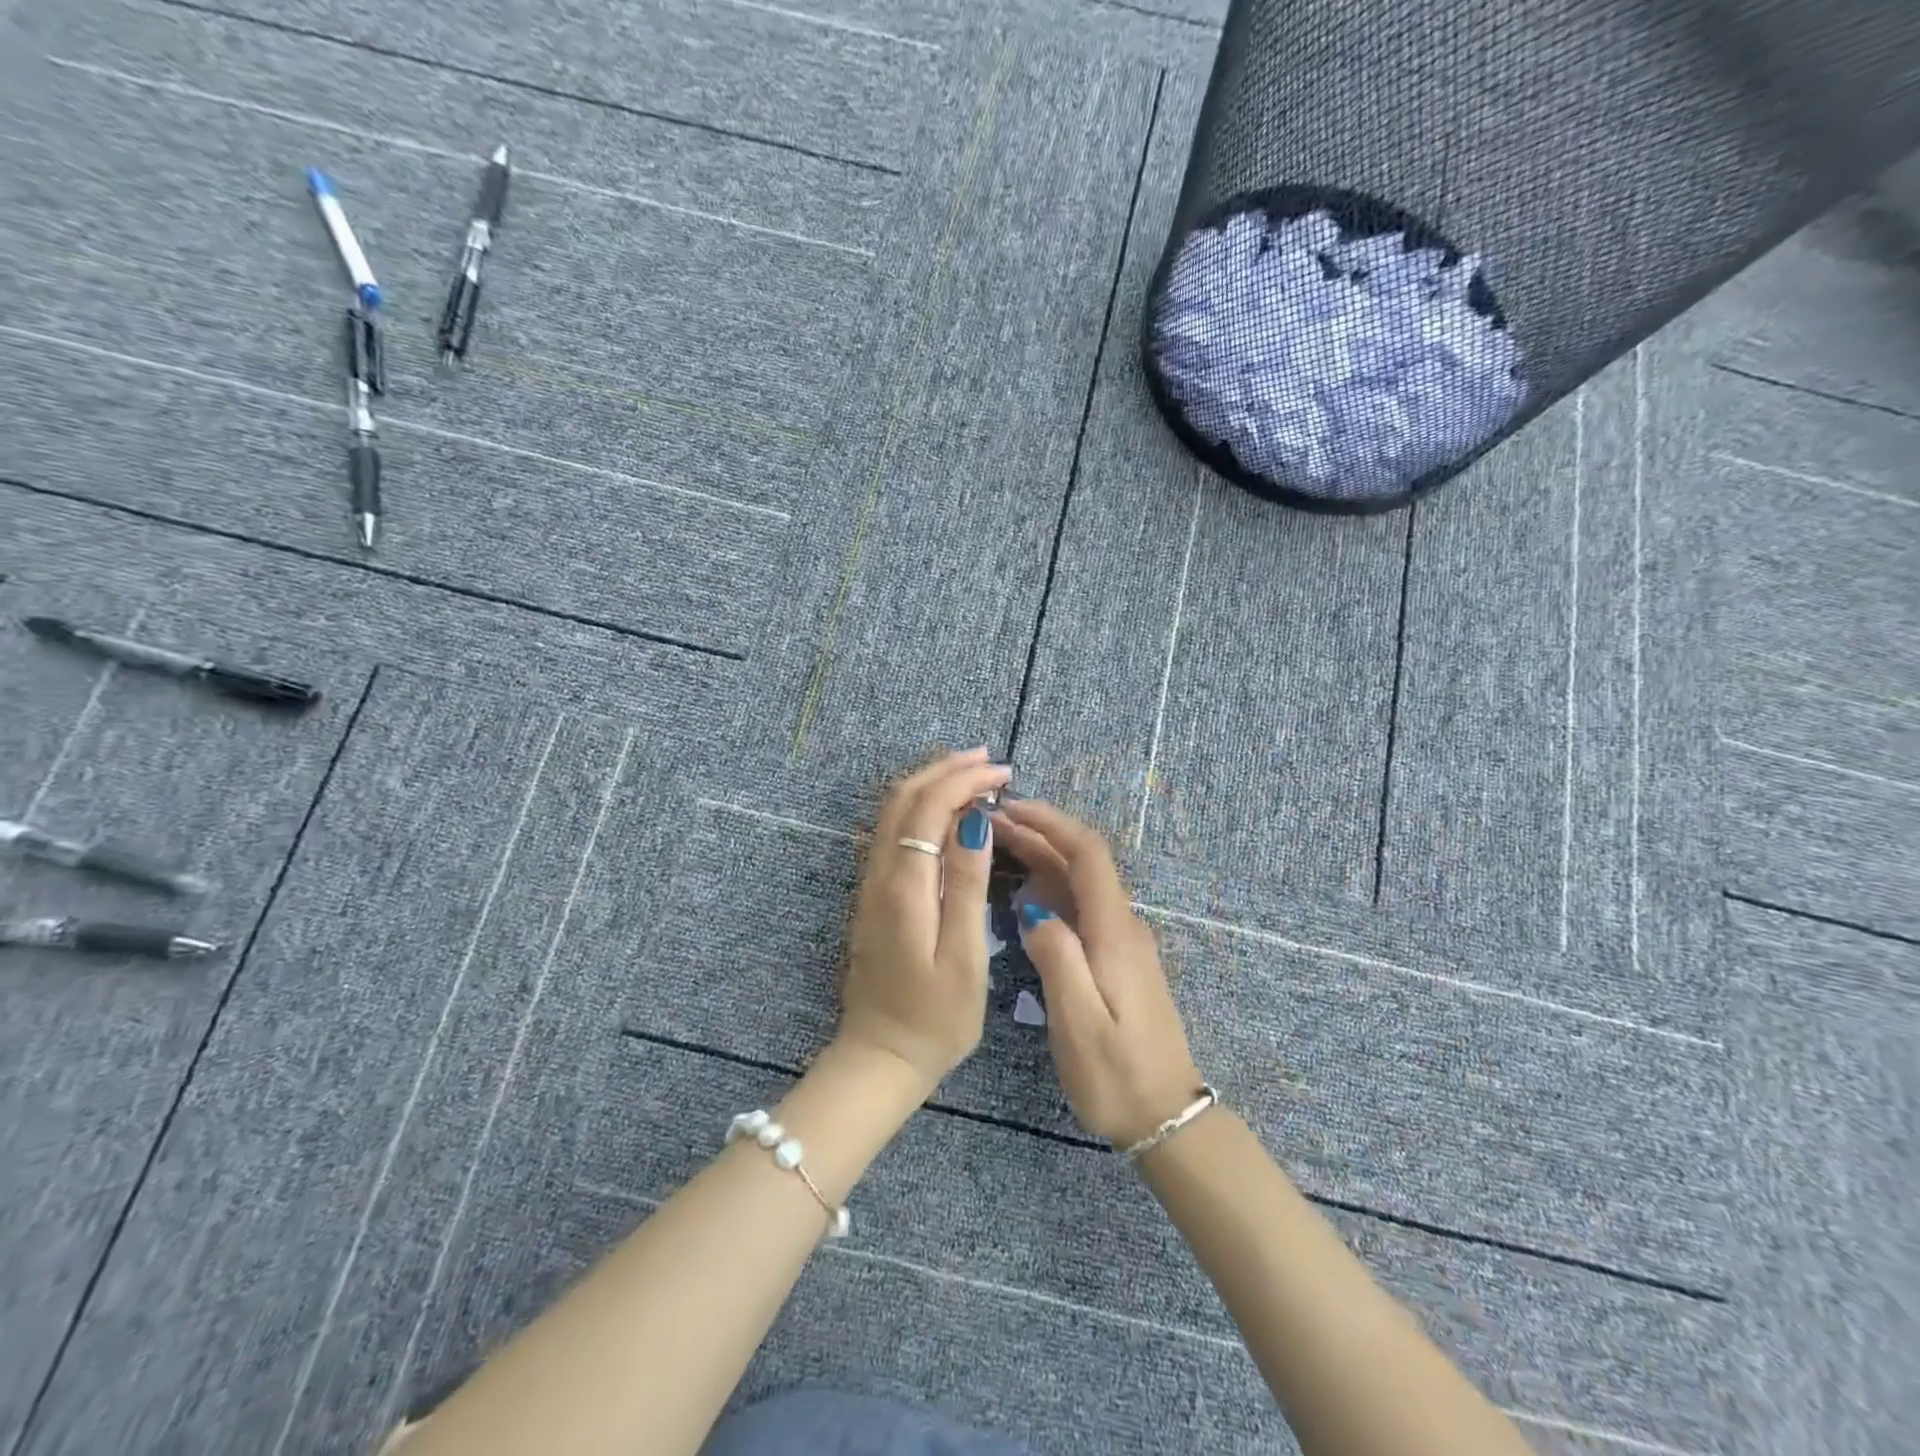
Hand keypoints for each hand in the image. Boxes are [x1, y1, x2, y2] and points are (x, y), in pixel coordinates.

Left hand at [836, 748, 1011, 1092]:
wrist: (880, 1058)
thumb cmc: (935, 1018)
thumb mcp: (964, 956)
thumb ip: (966, 885)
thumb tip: (975, 821)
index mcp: (904, 886)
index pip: (928, 807)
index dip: (964, 780)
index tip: (1003, 773)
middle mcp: (880, 874)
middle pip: (905, 798)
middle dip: (946, 770)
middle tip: (990, 761)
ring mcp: (871, 883)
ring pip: (894, 811)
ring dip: (932, 784)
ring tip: (973, 775)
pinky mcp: (874, 895)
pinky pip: (894, 831)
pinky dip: (921, 807)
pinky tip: (948, 813)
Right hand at [993, 798, 1203, 1147]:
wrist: (1166, 1118)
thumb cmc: (1117, 1075)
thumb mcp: (1079, 1021)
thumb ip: (1057, 956)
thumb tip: (1033, 908)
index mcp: (1115, 932)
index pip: (1089, 854)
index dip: (1052, 823)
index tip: (1012, 807)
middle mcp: (1122, 925)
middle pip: (1083, 862)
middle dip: (1040, 834)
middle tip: (991, 824)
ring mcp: (1122, 941)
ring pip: (1080, 883)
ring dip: (1042, 858)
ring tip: (996, 848)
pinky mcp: (1116, 958)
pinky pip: (1081, 907)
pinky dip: (1049, 887)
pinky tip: (1020, 893)